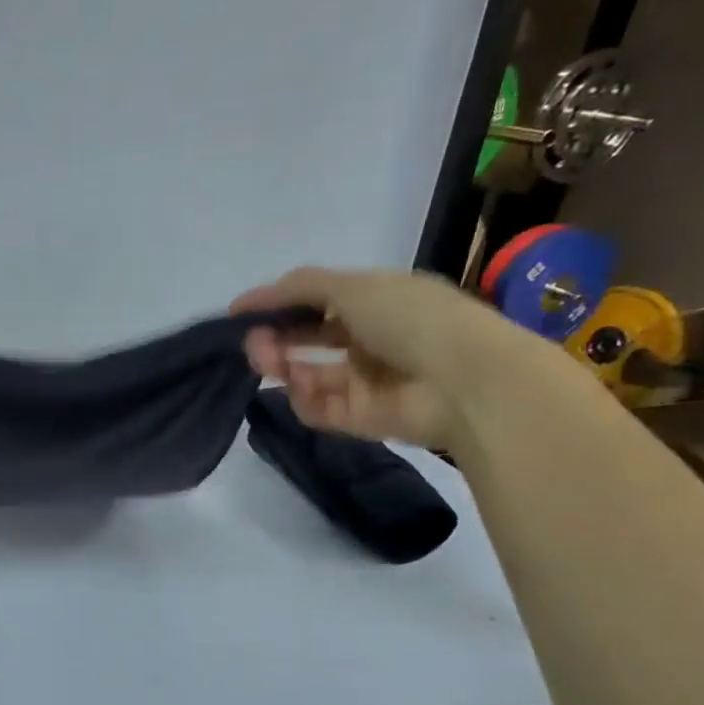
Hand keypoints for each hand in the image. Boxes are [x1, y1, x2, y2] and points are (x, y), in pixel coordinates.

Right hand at [231, 267, 533, 448]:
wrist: (465, 382)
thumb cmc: (412, 320)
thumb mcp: (354, 286)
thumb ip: (301, 287)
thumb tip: (256, 297)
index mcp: (377, 301)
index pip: (317, 300)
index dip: (277, 304)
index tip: (238, 313)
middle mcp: (369, 339)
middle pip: (307, 338)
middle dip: (274, 337)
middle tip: (251, 342)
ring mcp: (364, 381)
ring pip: (305, 373)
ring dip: (281, 365)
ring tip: (266, 361)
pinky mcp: (359, 418)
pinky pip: (316, 407)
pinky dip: (302, 397)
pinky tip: (297, 386)